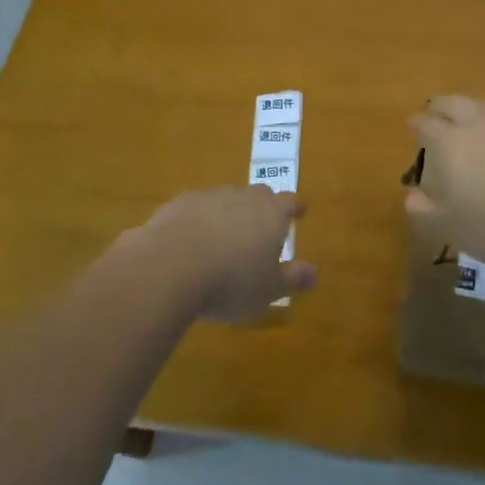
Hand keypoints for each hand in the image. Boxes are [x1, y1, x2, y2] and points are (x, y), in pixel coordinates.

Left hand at [138, 185, 315, 322]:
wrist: (171, 266)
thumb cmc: (231, 282)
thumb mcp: (268, 290)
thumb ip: (292, 278)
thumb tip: (314, 272)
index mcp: (271, 214)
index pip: (290, 202)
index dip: (295, 207)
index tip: (299, 211)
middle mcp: (243, 197)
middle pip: (259, 194)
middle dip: (262, 207)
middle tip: (260, 226)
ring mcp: (209, 196)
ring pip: (226, 199)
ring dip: (228, 213)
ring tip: (222, 238)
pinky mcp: (179, 204)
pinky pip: (195, 208)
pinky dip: (197, 220)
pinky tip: (190, 241)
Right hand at [406, 95, 484, 265]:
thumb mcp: (454, 228)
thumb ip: (427, 210)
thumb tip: (411, 195)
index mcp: (450, 143)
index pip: (425, 124)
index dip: (417, 125)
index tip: (413, 128)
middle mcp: (478, 125)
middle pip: (453, 103)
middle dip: (440, 107)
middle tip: (435, 113)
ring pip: (483, 109)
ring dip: (471, 114)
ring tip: (470, 129)